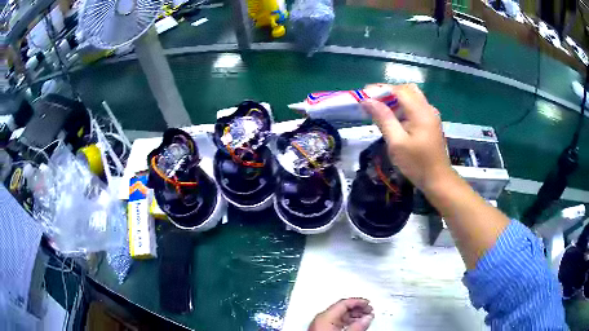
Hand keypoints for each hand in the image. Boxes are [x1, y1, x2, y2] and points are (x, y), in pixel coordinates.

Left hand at [308, 298, 373, 330]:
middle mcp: (321, 319)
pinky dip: (346, 323)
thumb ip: (358, 326)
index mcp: (325, 317)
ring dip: (353, 316)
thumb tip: (368, 318)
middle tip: (369, 311)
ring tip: (364, 319)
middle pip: (341, 308)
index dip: (358, 302)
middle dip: (357, 309)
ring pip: (339, 316)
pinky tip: (354, 326)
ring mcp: (319, 325)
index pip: (344, 303)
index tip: (368, 303)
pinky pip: (336, 323)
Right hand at [362, 84, 451, 190]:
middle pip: (407, 89)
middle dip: (388, 92)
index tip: (363, 95)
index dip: (380, 89)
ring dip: (395, 99)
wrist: (438, 180)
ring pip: (412, 97)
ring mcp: (431, 115)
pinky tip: (394, 119)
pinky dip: (403, 107)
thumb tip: (367, 100)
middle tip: (372, 102)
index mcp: (421, 112)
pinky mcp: (430, 122)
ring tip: (380, 110)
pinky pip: (415, 107)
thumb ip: (383, 119)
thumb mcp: (397, 143)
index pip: (399, 90)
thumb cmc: (417, 164)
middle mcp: (428, 108)